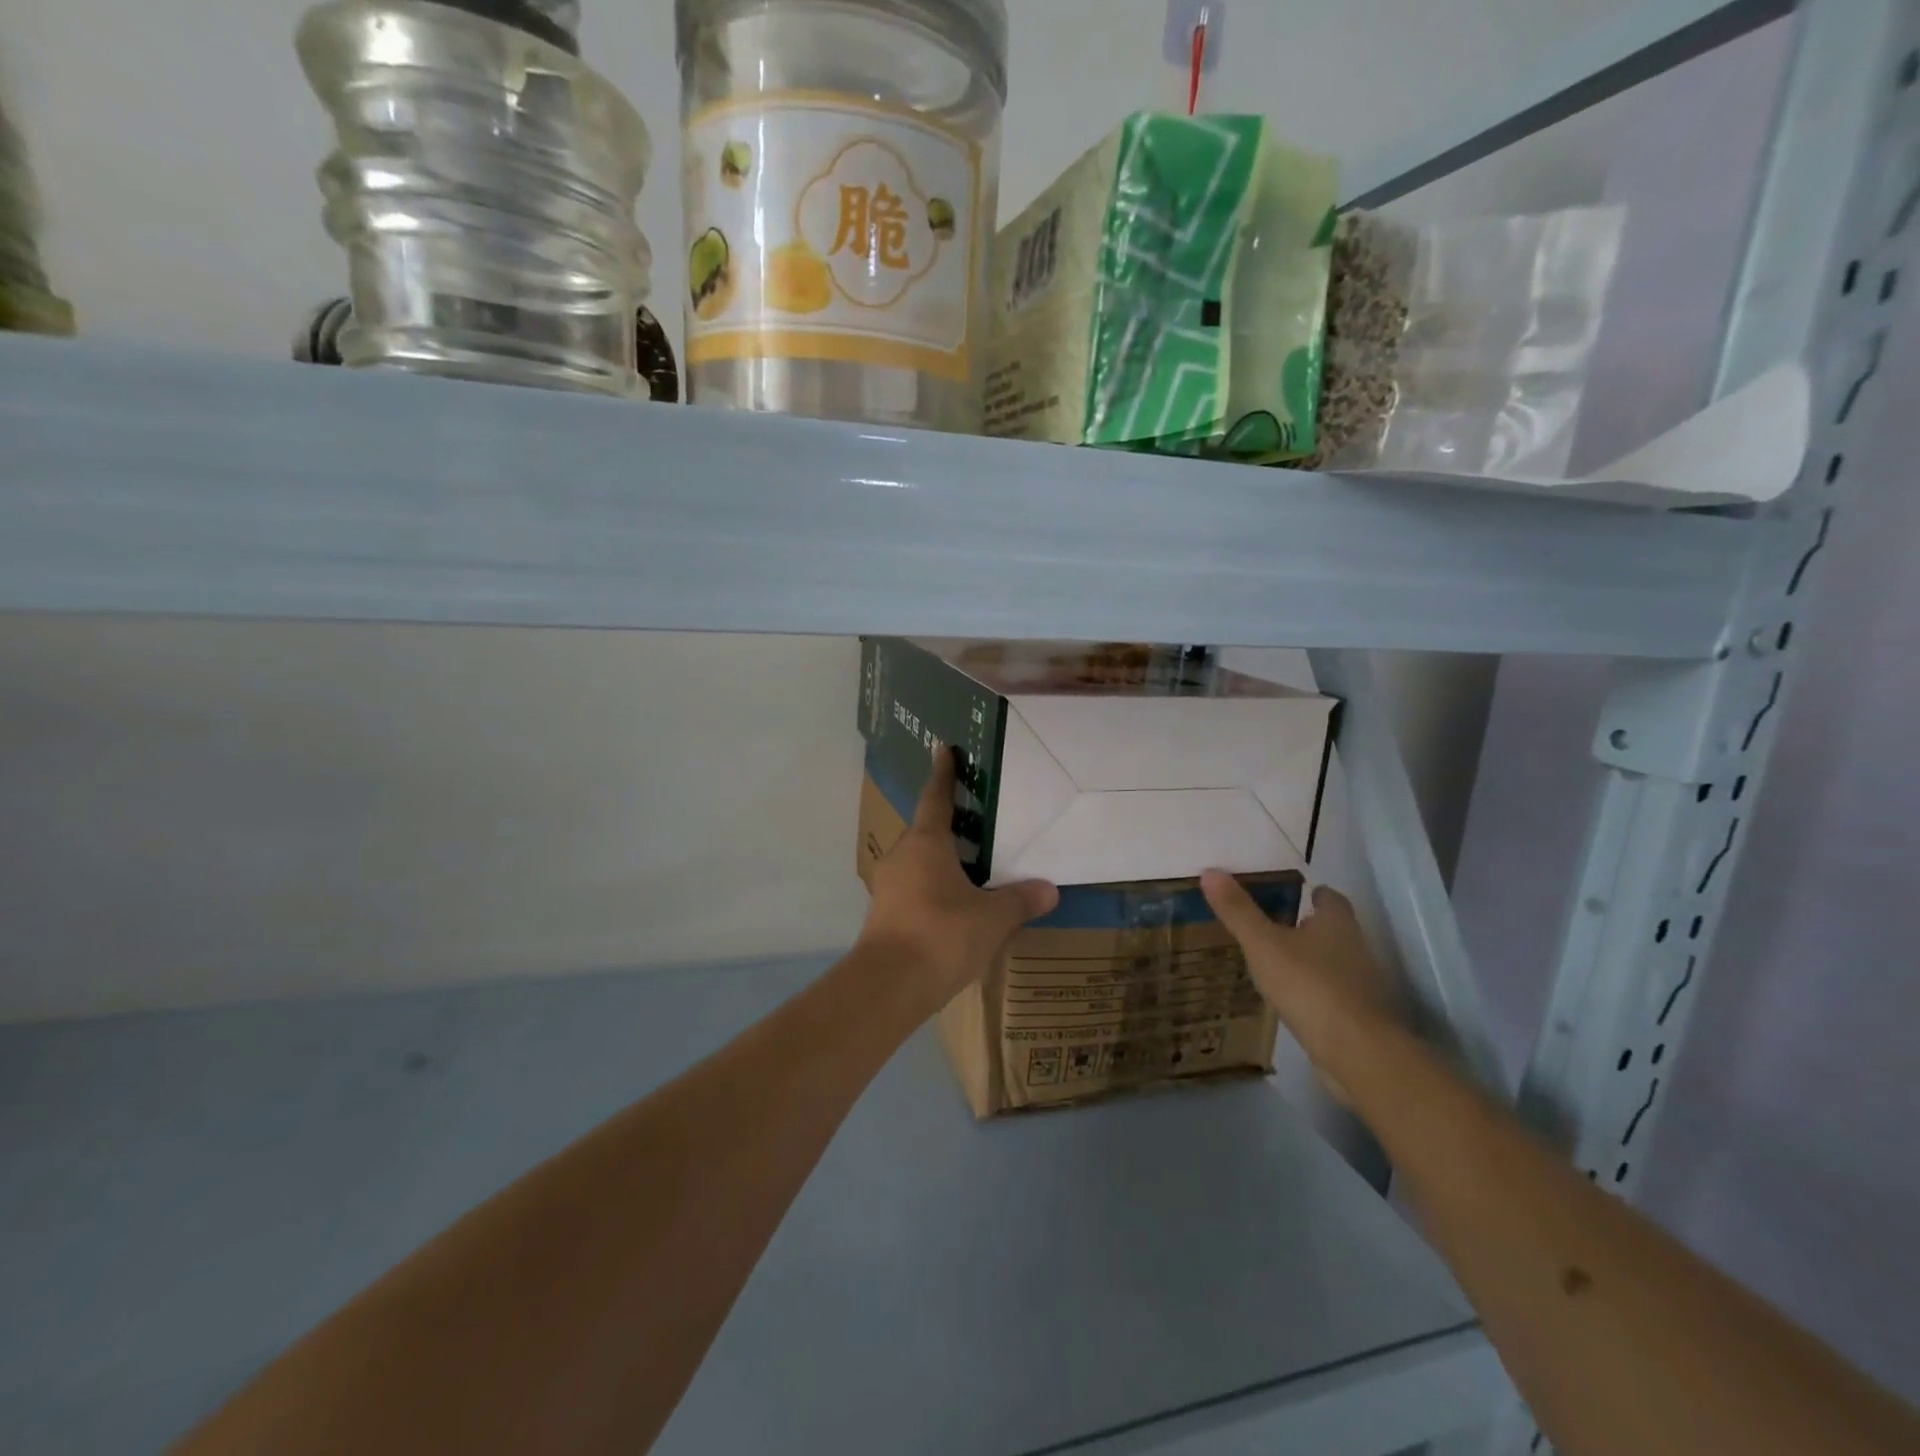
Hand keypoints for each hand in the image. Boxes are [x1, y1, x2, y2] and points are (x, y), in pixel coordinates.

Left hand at [859, 749, 1058, 1012]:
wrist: (888, 985)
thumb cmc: (942, 935)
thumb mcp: (991, 918)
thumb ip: (1019, 900)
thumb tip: (1049, 889)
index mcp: (926, 843)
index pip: (936, 798)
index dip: (943, 773)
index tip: (943, 748)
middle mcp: (902, 856)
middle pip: (925, 831)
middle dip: (946, 824)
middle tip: (973, 819)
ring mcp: (888, 886)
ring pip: (917, 862)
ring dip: (939, 860)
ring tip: (967, 866)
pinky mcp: (883, 915)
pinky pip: (912, 888)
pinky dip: (931, 888)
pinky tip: (951, 906)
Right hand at [1200, 872, 1402, 1065]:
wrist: (1357, 1052)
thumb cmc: (1309, 985)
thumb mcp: (1263, 944)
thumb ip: (1238, 911)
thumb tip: (1211, 872)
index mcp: (1337, 923)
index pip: (1330, 898)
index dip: (1313, 893)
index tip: (1292, 894)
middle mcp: (1356, 948)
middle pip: (1333, 929)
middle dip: (1308, 926)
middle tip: (1274, 925)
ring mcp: (1361, 985)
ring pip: (1333, 962)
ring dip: (1310, 960)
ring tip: (1275, 962)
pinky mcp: (1359, 1017)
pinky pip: (1332, 994)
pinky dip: (1314, 991)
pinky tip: (1290, 999)